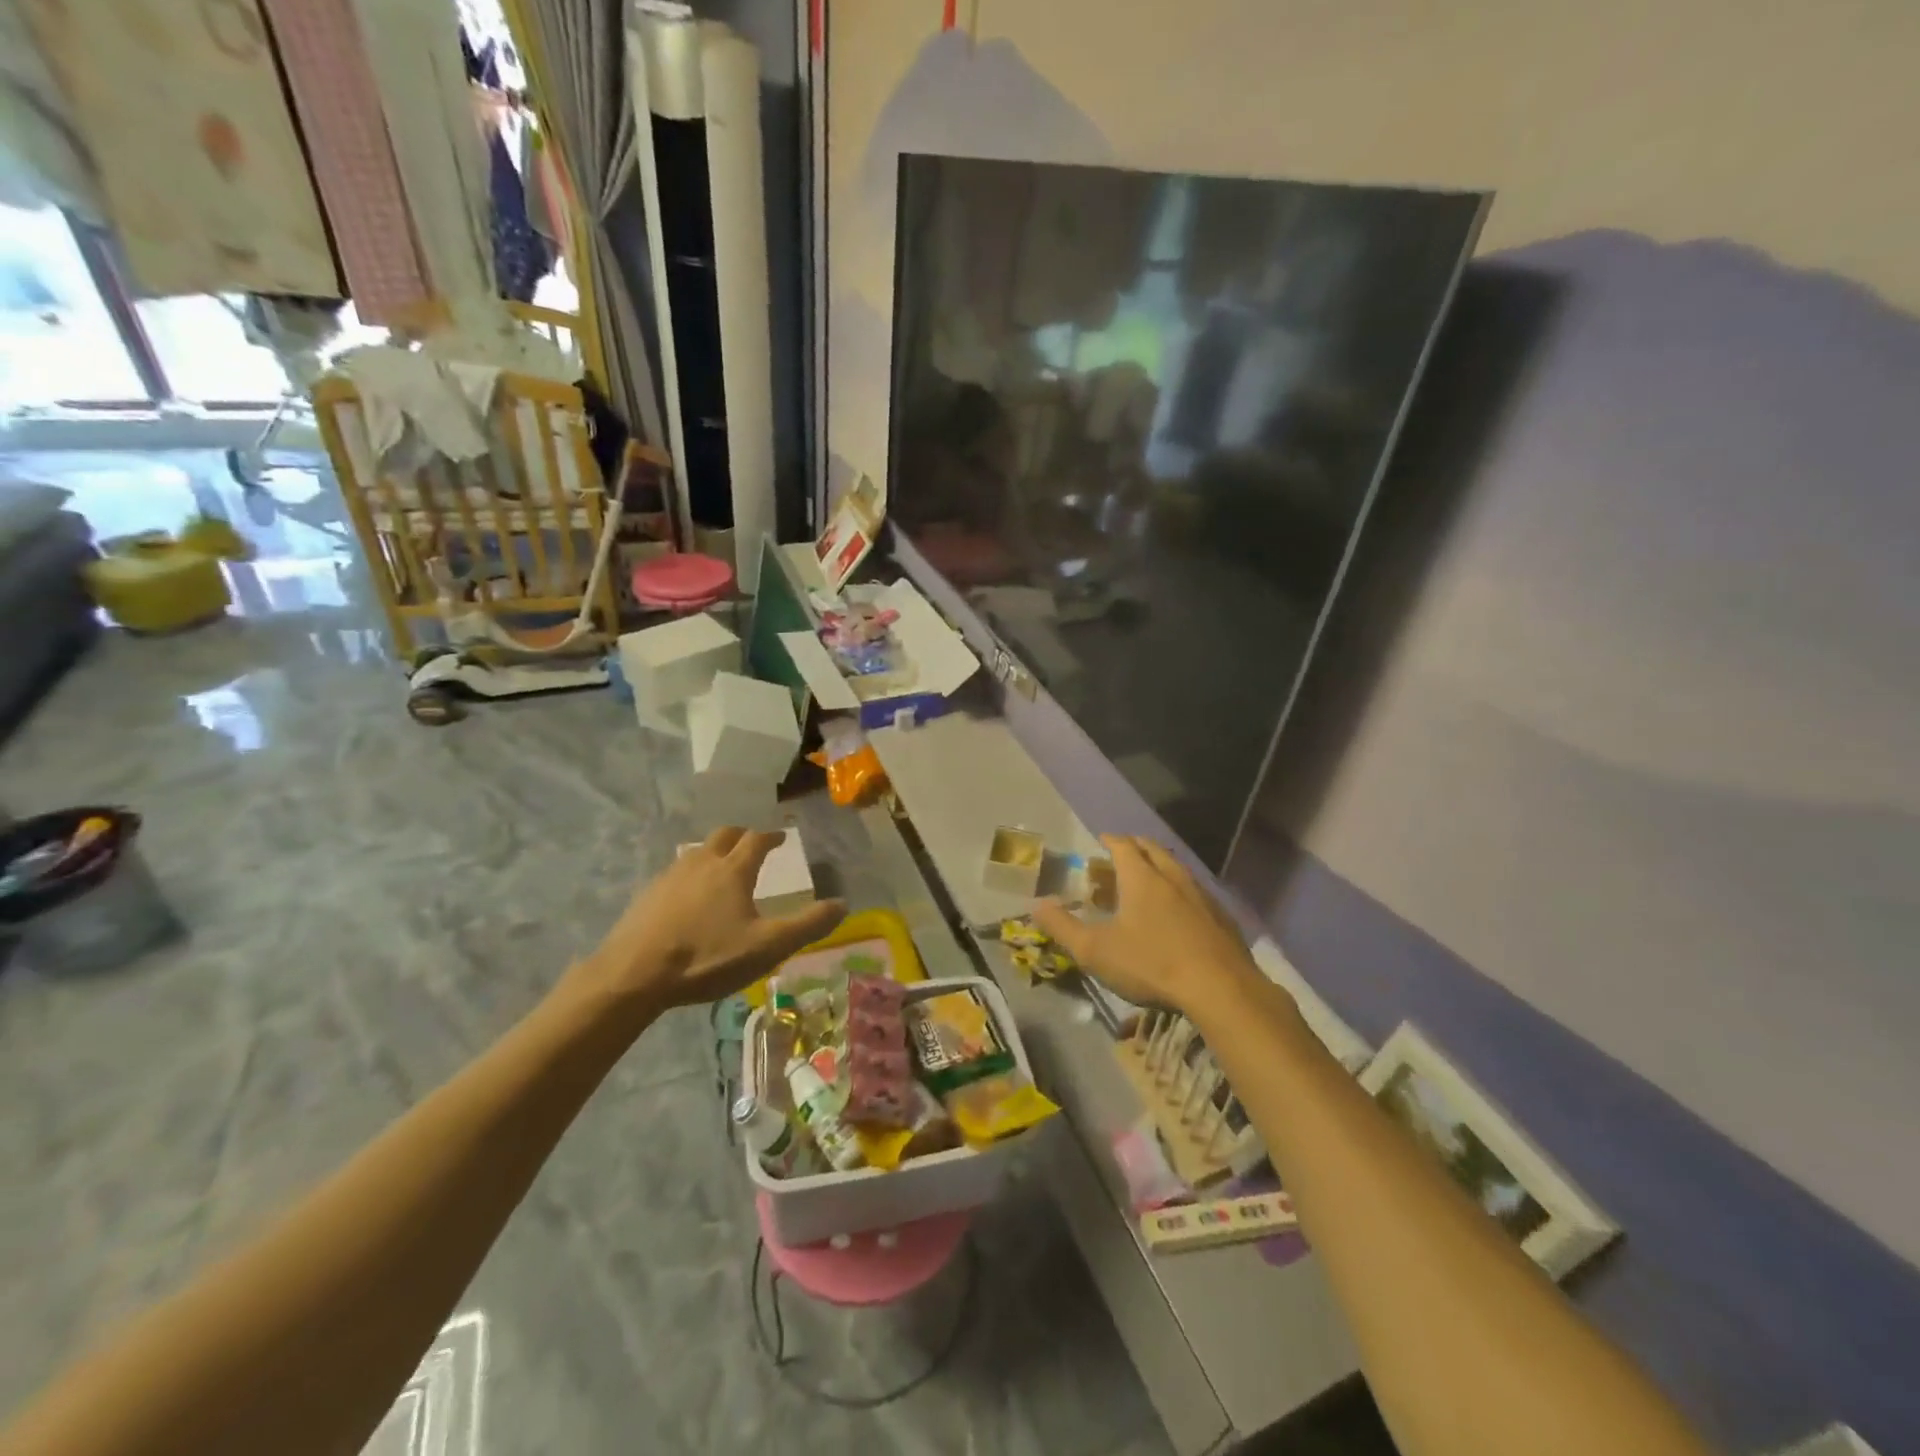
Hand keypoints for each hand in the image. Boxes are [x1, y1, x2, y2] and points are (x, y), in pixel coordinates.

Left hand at [567, 827, 846, 1015]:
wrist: (632, 975)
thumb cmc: (707, 958)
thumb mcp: (768, 947)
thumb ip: (808, 925)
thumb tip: (843, 904)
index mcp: (733, 870)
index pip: (756, 839)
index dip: (771, 836)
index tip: (781, 837)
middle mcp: (701, 862)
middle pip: (724, 835)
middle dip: (741, 836)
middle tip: (752, 846)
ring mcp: (670, 876)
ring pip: (696, 852)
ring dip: (714, 854)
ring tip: (722, 871)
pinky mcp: (647, 896)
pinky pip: (675, 874)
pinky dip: (690, 876)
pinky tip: (689, 900)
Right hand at [1033, 835, 1263, 1016]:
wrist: (1221, 989)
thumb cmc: (1151, 963)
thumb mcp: (1095, 951)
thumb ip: (1062, 926)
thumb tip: (1036, 904)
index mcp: (1141, 877)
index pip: (1124, 845)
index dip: (1110, 840)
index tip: (1101, 840)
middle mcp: (1173, 877)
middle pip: (1153, 849)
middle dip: (1135, 848)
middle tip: (1121, 856)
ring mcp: (1202, 895)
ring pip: (1177, 869)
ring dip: (1160, 868)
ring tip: (1147, 882)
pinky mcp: (1222, 918)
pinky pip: (1196, 892)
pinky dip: (1180, 892)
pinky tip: (1178, 914)